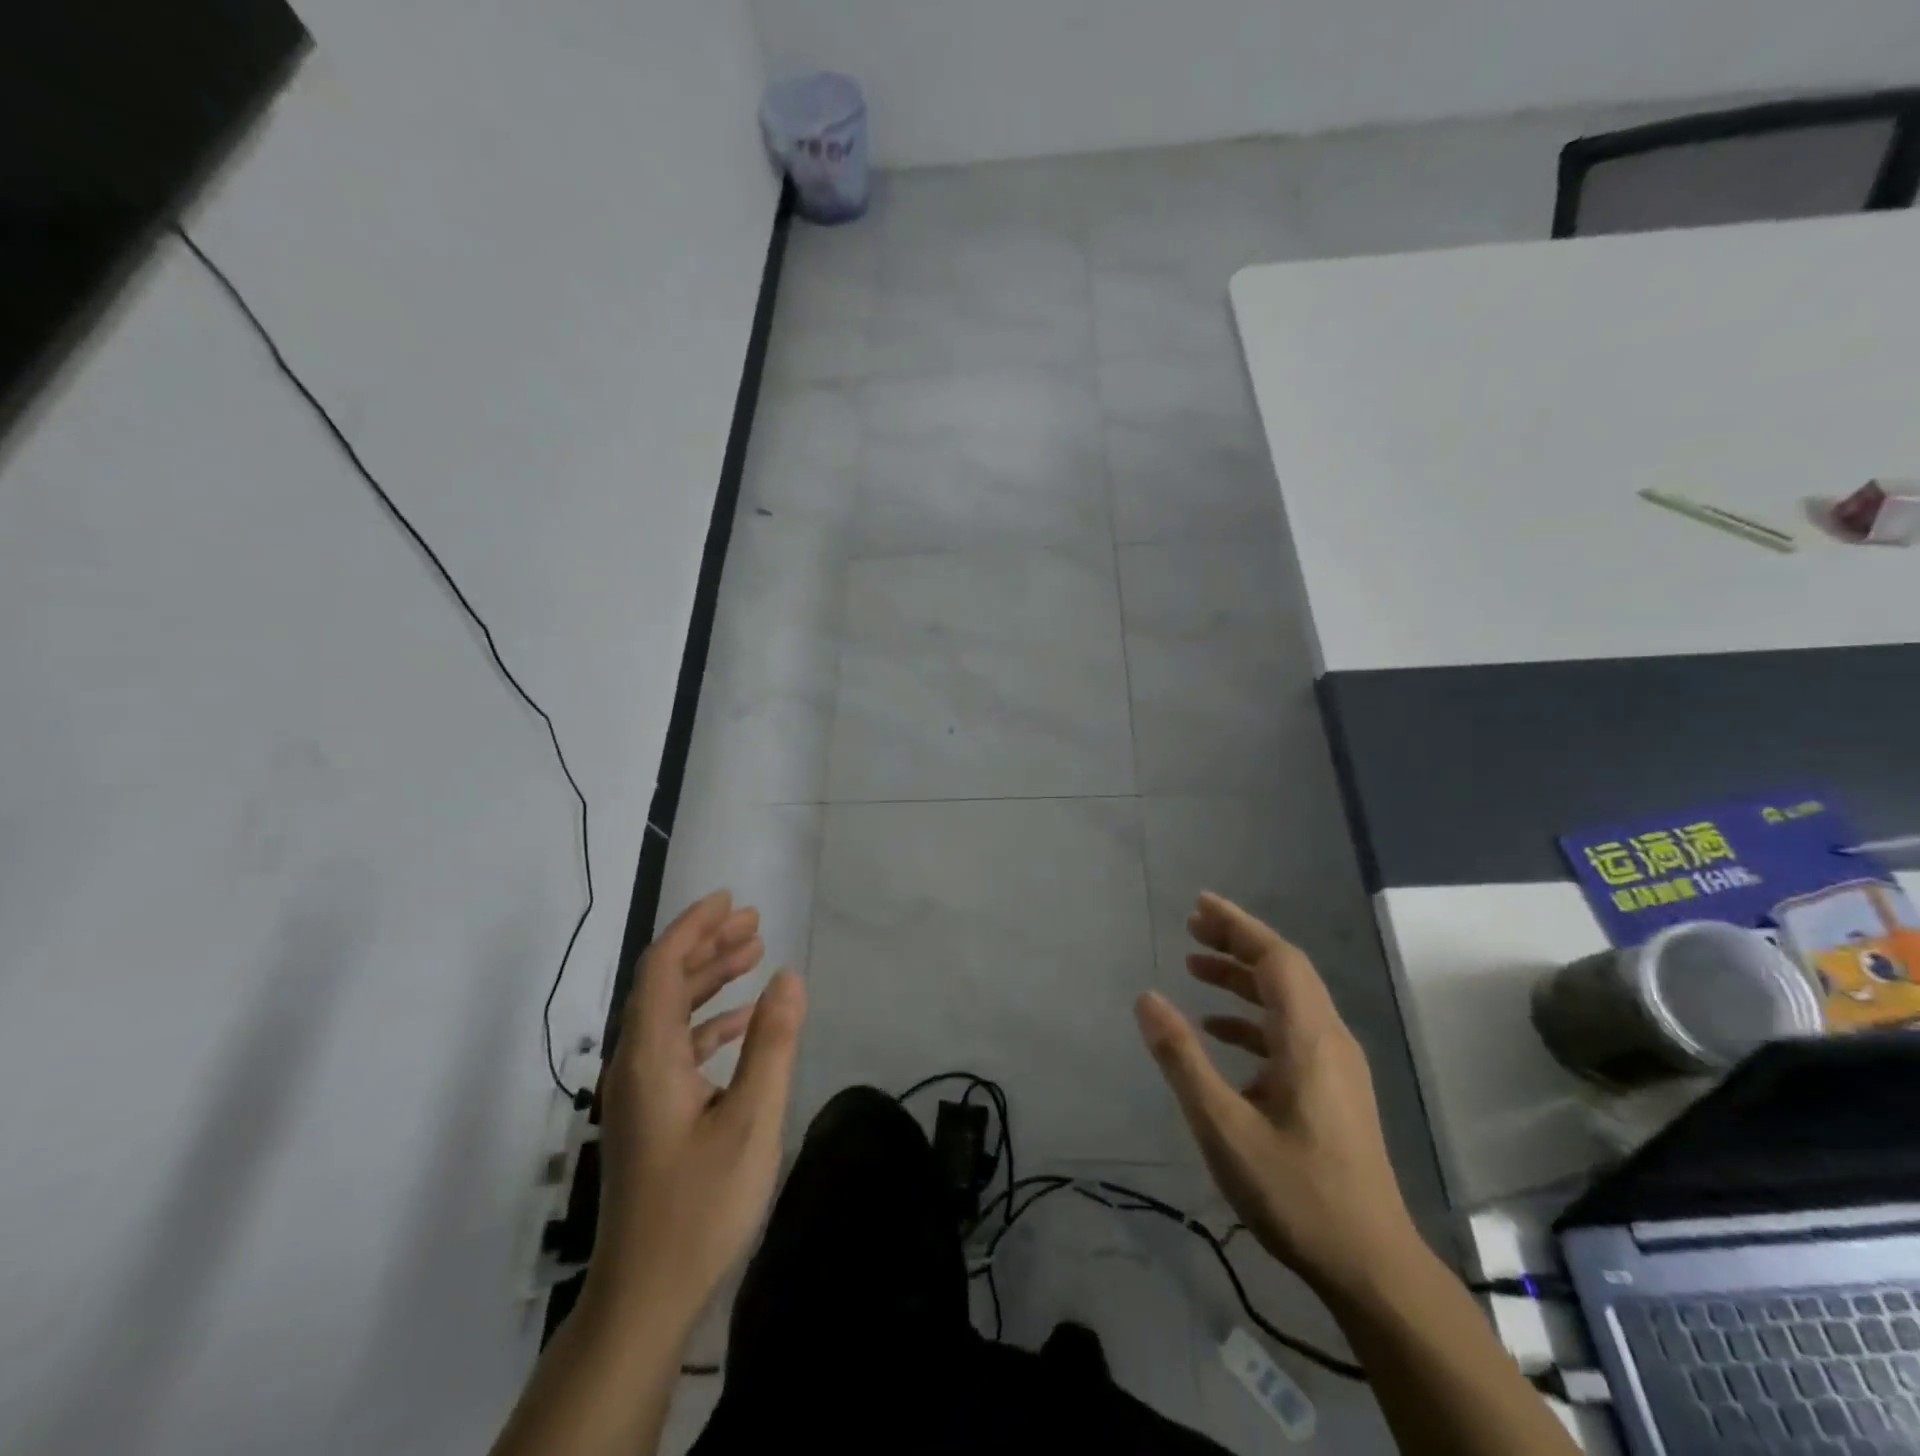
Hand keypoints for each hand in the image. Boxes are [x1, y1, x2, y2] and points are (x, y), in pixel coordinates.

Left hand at [587, 891, 806, 1328]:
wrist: (645, 1296)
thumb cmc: (700, 1207)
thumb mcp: (752, 1121)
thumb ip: (772, 1043)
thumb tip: (790, 976)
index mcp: (650, 1056)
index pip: (663, 968)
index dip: (694, 927)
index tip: (730, 901)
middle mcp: (635, 1063)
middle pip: (664, 982)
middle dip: (707, 944)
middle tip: (754, 921)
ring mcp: (640, 1090)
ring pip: (670, 1012)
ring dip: (709, 978)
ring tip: (753, 954)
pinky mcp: (650, 1112)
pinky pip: (676, 1044)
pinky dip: (709, 1020)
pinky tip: (742, 1020)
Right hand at [1136, 893, 1418, 1301]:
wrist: (1373, 1269)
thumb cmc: (1297, 1194)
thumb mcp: (1224, 1127)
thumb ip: (1183, 1058)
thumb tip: (1146, 998)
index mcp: (1310, 1038)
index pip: (1276, 958)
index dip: (1238, 925)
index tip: (1198, 905)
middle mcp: (1329, 1040)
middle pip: (1284, 970)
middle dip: (1236, 942)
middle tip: (1190, 926)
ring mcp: (1336, 1067)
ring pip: (1287, 1001)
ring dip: (1241, 979)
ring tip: (1194, 968)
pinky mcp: (1333, 1091)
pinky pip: (1289, 1032)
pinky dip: (1251, 1019)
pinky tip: (1218, 1031)